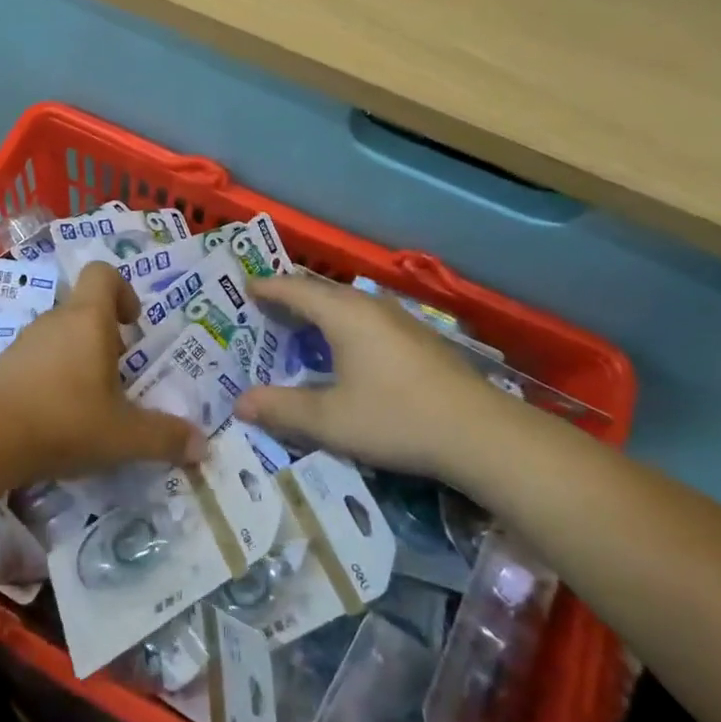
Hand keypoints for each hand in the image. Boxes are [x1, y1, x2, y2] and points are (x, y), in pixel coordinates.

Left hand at [0, 263, 207, 482]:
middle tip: (120, 378)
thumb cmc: (65, 420)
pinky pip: (38, 359)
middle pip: (85, 310)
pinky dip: (52, 377)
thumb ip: (164, 437)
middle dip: (106, 338)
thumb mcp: (124, 435)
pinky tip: (57, 416)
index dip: (123, 290)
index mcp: (88, 319)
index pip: (103, 273)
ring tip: (91, 403)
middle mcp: (55, 320)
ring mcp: (25, 341)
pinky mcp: (4, 365)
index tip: (132, 325)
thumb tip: (202, 445)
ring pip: (61, 336)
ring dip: (79, 359)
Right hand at [236, 274, 527, 483]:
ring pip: (346, 304)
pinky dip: (341, 325)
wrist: (481, 434)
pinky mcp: (418, 338)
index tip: (243, 288)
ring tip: (296, 328)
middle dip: (289, 297)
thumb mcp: (330, 420)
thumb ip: (281, 409)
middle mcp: (369, 305)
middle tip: (262, 310)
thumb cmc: (396, 418)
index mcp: (342, 313)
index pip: (293, 288)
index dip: (266, 288)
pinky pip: (365, 318)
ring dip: (318, 312)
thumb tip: (239, 403)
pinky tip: (343, 351)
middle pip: (320, 291)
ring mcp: (398, 319)